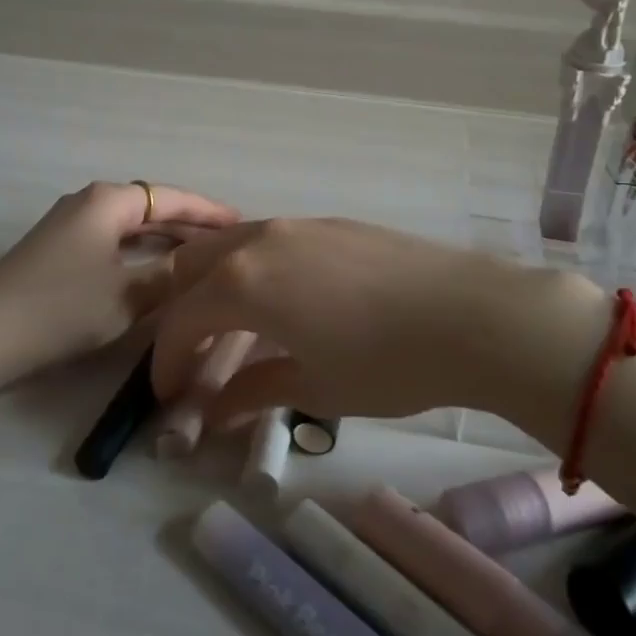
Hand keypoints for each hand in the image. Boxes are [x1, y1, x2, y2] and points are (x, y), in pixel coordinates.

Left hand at [0, 181, 240, 377]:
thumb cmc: (60, 309)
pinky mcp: (58, 249)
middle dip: (190, 224)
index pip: (171, 197)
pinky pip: (114, 240)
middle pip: (151, 207)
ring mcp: (70, 224)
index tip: (243, 222)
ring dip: (165, 239)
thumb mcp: (127, 296)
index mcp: (108, 201)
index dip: (209, 211)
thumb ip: (170, 278)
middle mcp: (90, 202)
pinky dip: (140, 251)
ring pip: (131, 225)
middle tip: (229, 242)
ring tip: (203, 254)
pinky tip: (157, 269)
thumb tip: (201, 266)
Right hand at [149, 218, 603, 427]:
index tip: (169, 395)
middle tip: (191, 353)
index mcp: (243, 282)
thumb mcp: (314, 387)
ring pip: (232, 244)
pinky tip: (281, 300)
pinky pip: (270, 240)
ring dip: (215, 282)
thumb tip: (214, 412)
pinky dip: (253, 267)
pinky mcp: (330, 223)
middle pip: (193, 264)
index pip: (181, 320)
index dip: (167, 361)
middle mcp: (260, 240)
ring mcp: (297, 225)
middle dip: (180, 308)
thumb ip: (254, 392)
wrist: (469, 314)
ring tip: (231, 325)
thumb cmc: (385, 362)